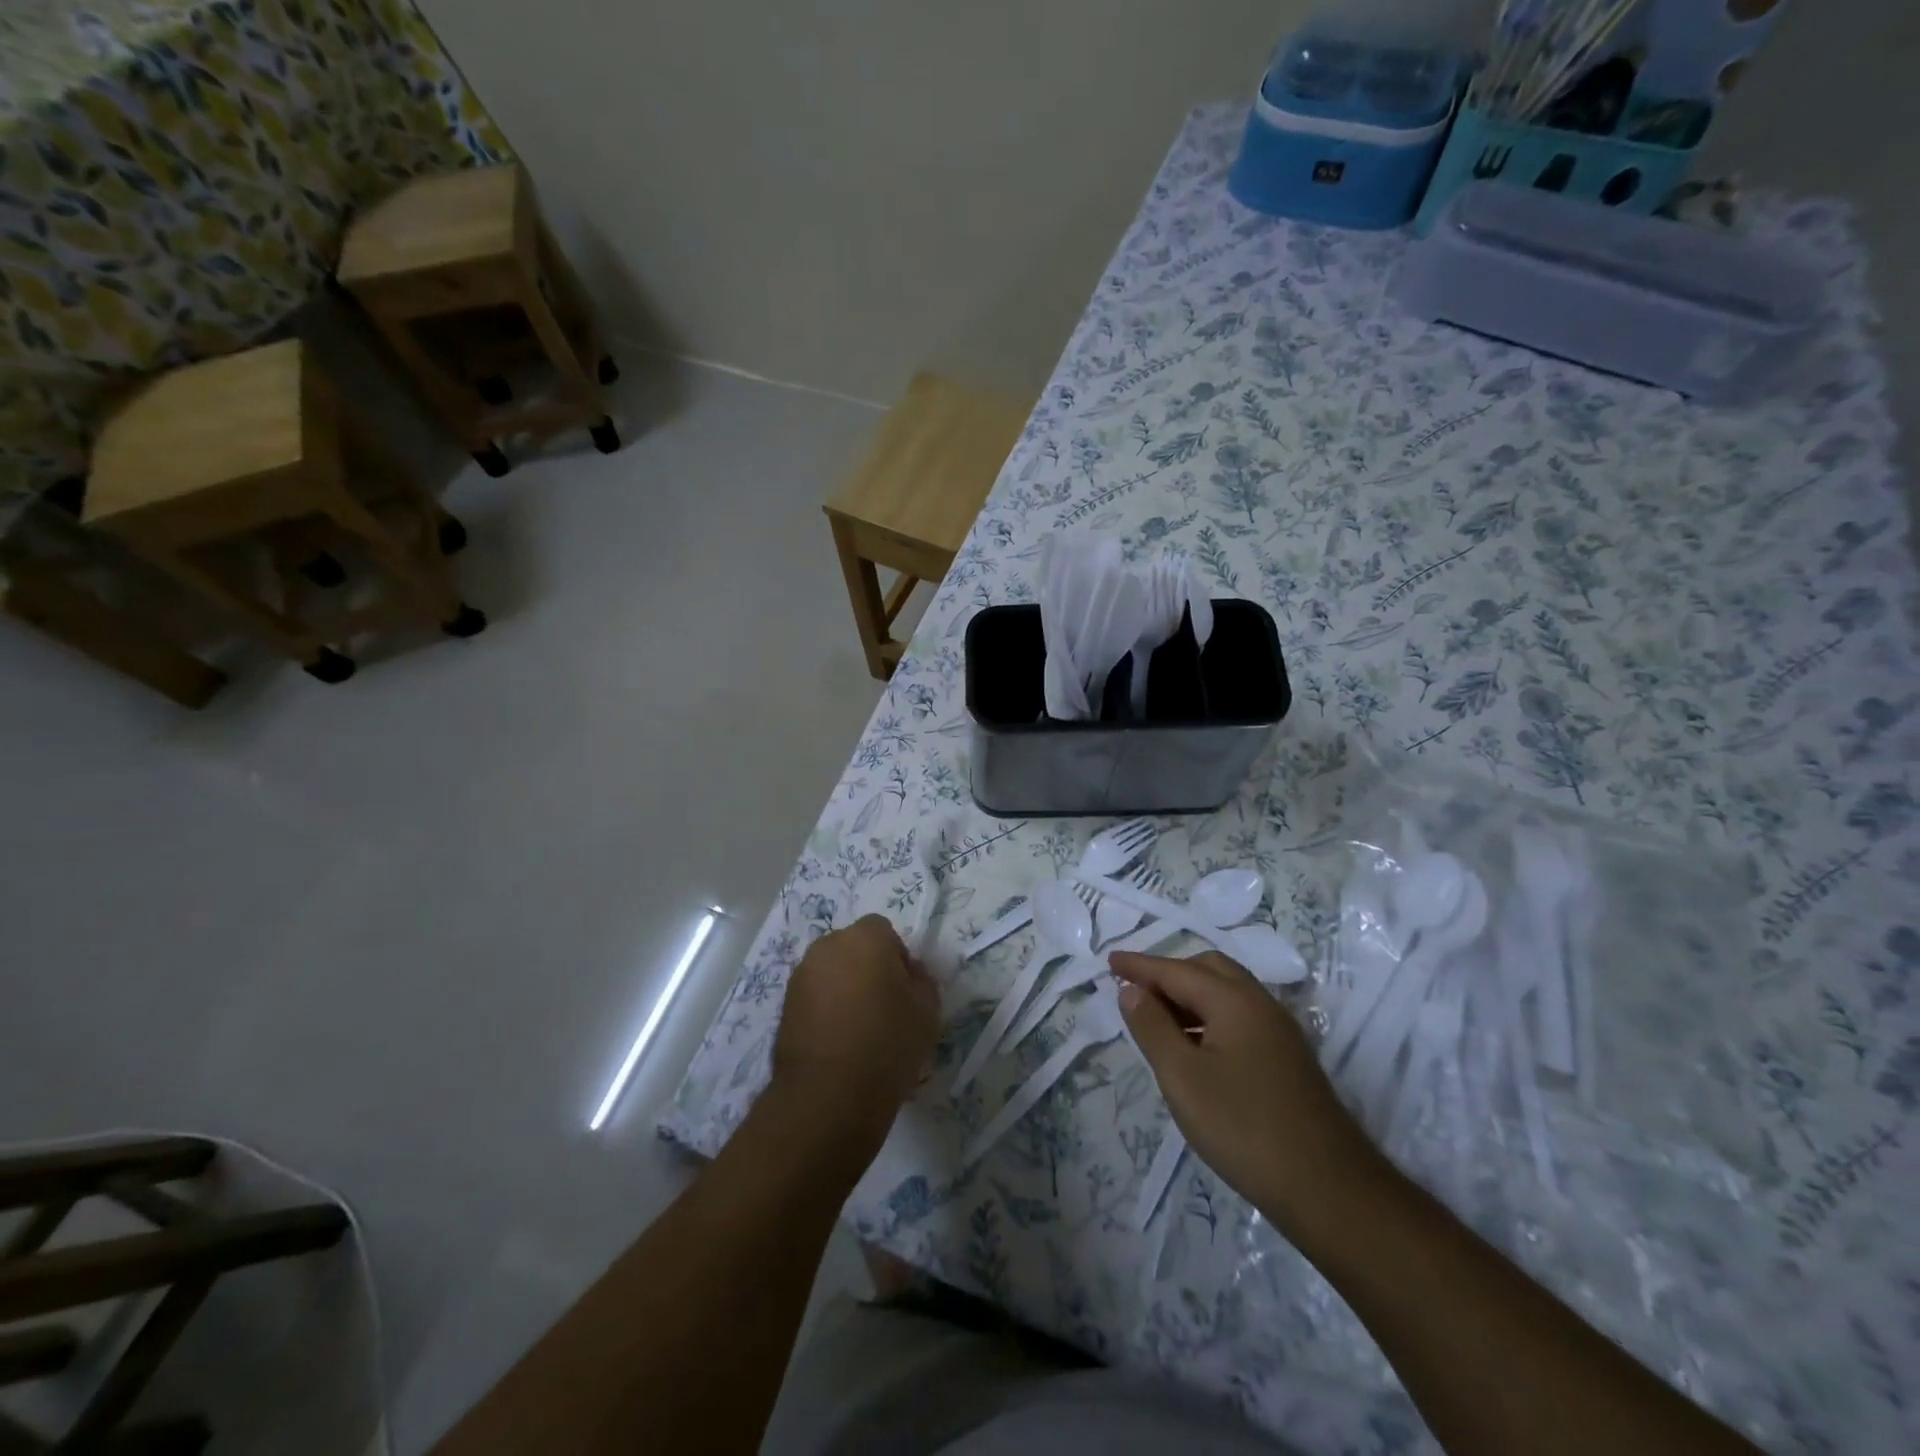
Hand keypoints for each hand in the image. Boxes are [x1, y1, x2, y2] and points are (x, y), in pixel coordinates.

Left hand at [772, 915, 940, 1145]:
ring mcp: (801, 975)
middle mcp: (828, 946)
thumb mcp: (928, 1011)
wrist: (828, 1095)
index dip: (897, 957)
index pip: (883, 930)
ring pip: (832, 971)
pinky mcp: (785, 1004)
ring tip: (858, 1028)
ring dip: (845, 987)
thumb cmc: (887, 1044)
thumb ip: (922, 980)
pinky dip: (826, 1008)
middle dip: (868, 967)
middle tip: (884, 1007)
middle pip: (854, 947)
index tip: (904, 990)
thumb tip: (909, 972)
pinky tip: (837, 1042)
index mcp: (865, 937)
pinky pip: (814, 995)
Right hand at [1111, 950, 1377, 1236]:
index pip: (1176, 970)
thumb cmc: (1243, 1127)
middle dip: (1168, 973)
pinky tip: (1194, 1047)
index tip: (1108, 960)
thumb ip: (1152, 1027)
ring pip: (1227, 994)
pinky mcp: (1287, 1059)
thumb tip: (1132, 990)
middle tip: (1135, 989)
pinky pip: (1239, 1017)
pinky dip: (1208, 1017)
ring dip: (1189, 995)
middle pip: (1208, 970)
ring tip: (1157, 1018)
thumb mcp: (1182, 1077)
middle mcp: (1260, 1004)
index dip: (1139, 966)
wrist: (1329, 1189)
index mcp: (1234, 1000)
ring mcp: (1279, 1032)